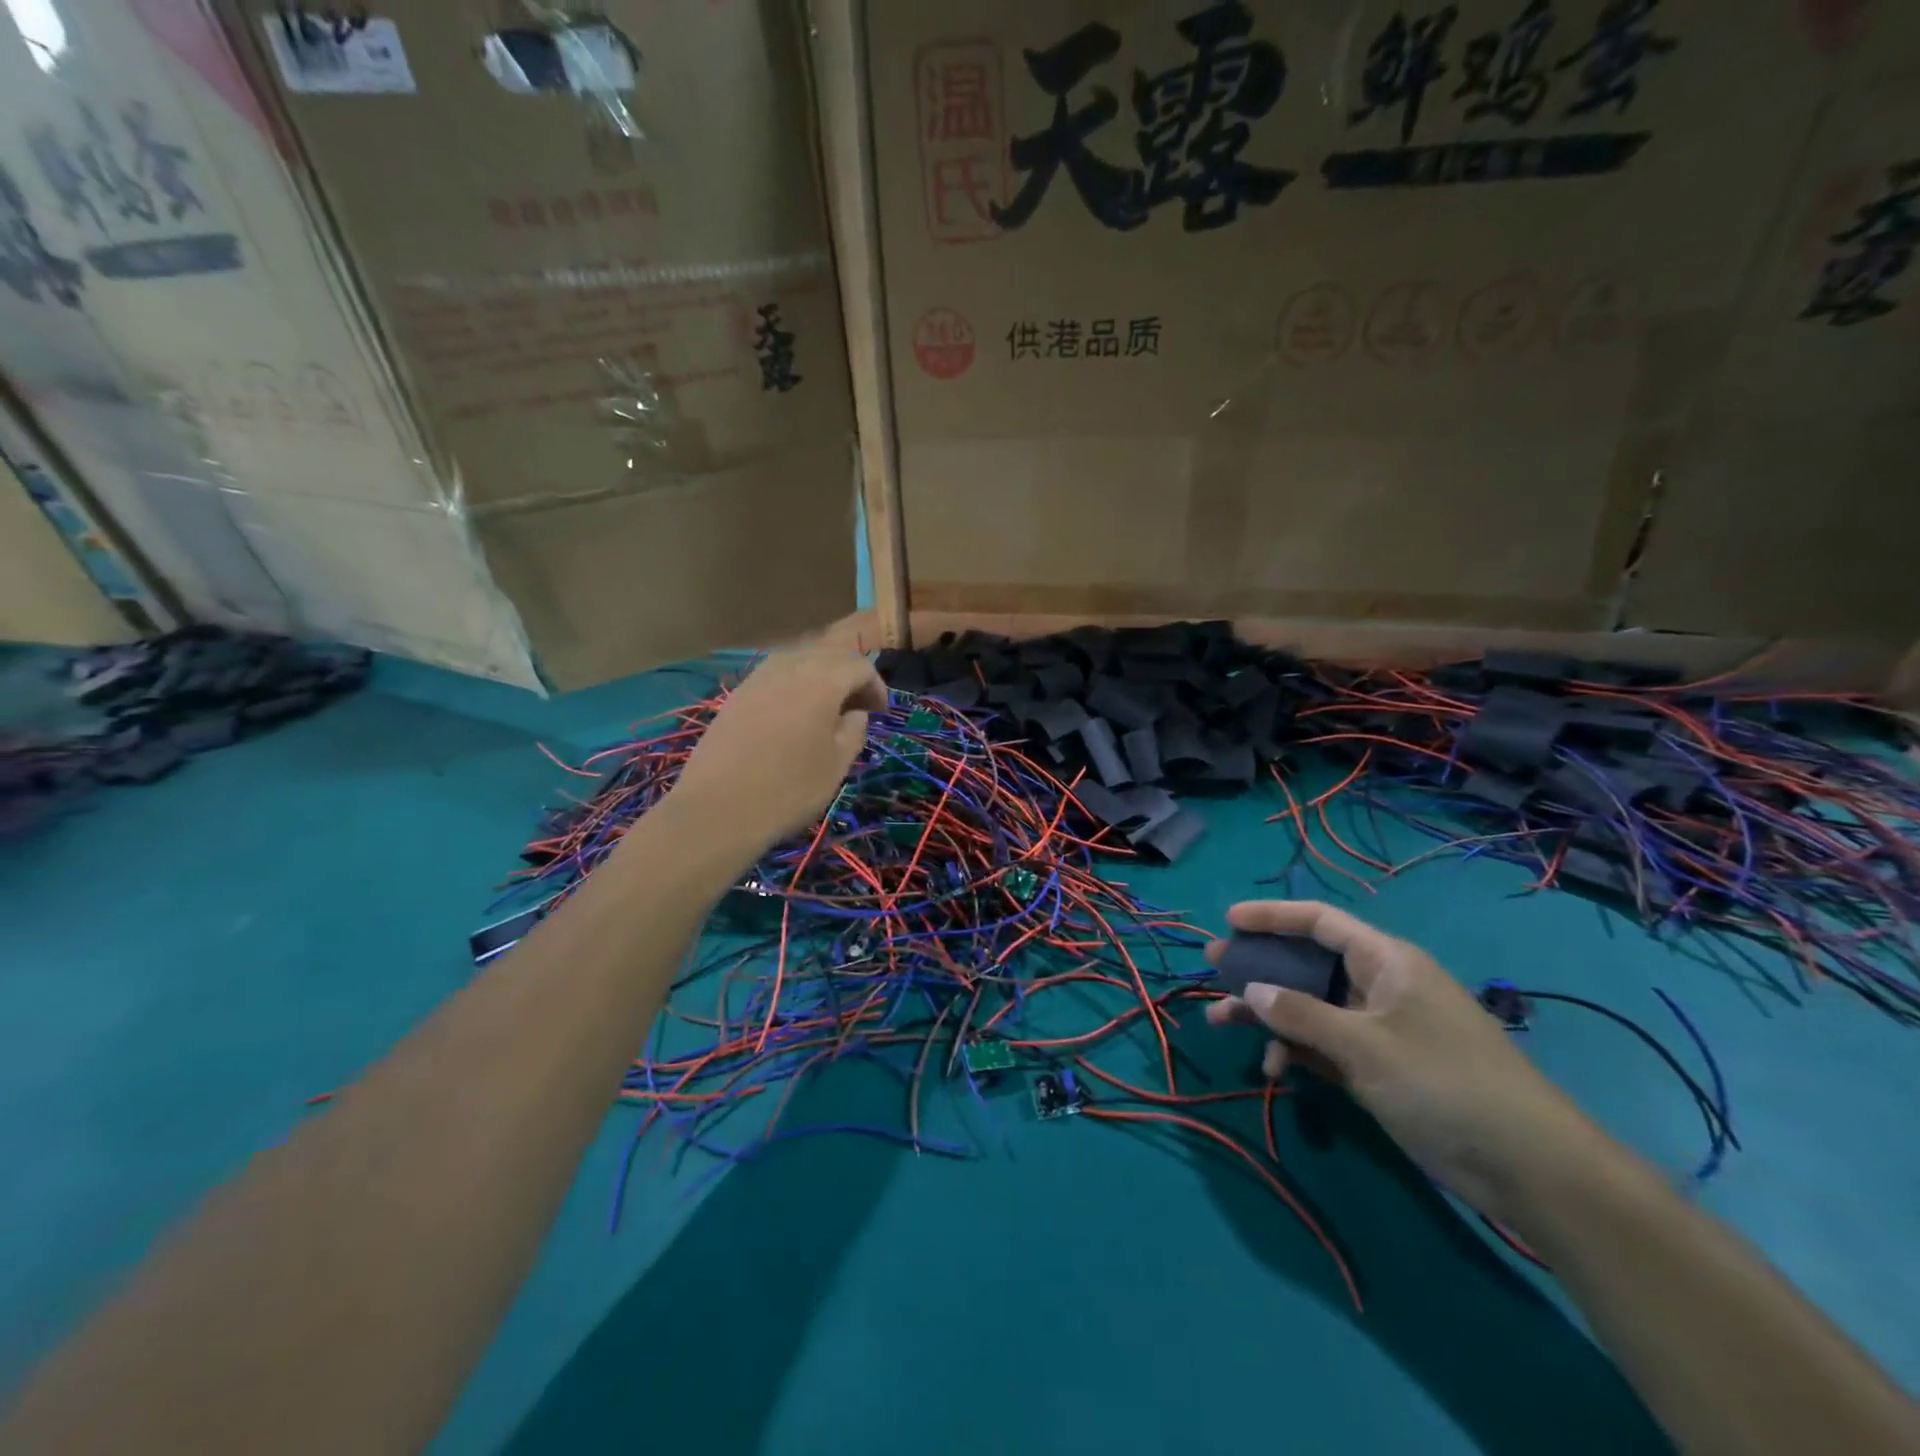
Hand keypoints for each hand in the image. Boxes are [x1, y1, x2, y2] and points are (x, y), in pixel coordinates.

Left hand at [669, 647, 886, 854]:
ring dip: (820, 675)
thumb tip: (854, 712)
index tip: (880, 712)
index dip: (876, 686)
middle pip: (828, 654)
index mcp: (822, 680)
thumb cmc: (789, 789)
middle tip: (858, 706)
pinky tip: (794, 714)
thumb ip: (854, 730)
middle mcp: (789, 667)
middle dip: (849, 674)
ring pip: (799, 659)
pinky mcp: (736, 695)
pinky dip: (794, 684)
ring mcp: (758, 678)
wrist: (718, 809)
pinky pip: (775, 675)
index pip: (859, 666)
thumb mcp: (837, 765)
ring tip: (828, 708)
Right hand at [1205, 900, 1610, 1222]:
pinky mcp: (1380, 1067)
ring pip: (1310, 1006)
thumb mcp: (1364, 1046)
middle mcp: (1380, 986)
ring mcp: (1380, 1028)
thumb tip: (1251, 991)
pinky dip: (1297, 1051)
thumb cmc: (1444, 1084)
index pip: (1320, 922)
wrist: (1529, 1168)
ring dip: (1269, 1013)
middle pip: (1308, 963)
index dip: (1272, 917)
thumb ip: (1301, 1015)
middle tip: (1214, 969)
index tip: (1228, 921)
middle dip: (1260, 967)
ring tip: (1219, 1020)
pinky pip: (1325, 1044)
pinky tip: (1273, 1068)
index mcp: (1386, 961)